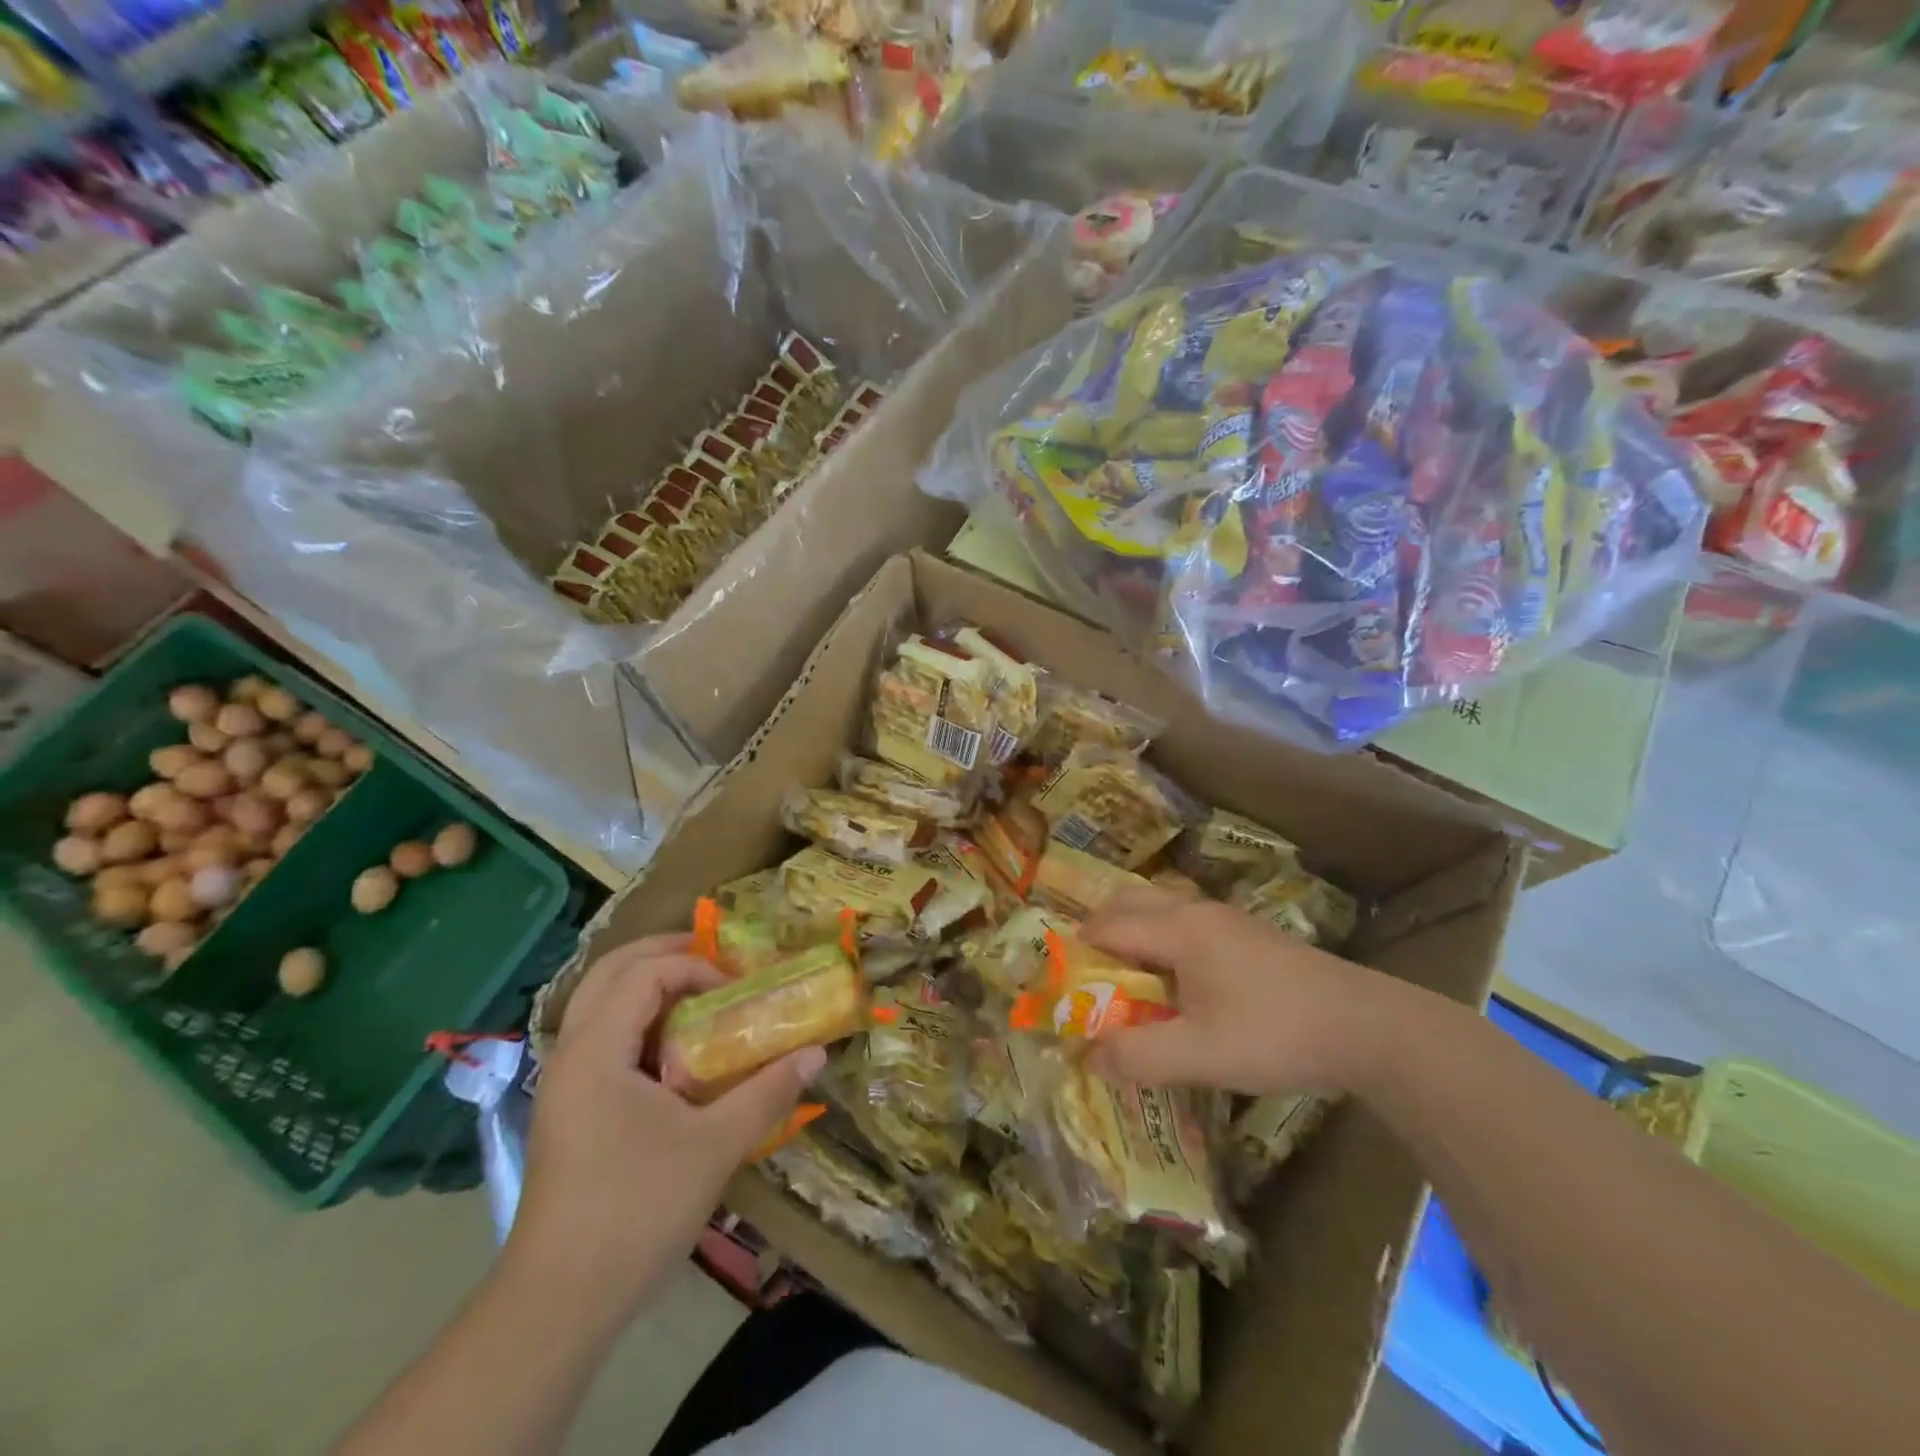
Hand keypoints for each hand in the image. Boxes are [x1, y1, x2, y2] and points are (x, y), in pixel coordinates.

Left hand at [505, 934, 824, 1323]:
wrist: (558, 1305)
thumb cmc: (637, 1211)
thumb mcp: (716, 1146)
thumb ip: (768, 1092)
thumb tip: (817, 1053)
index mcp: (597, 1050)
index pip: (645, 973)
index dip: (696, 968)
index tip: (737, 993)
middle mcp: (571, 1053)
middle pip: (610, 971)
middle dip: (664, 954)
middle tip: (715, 961)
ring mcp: (563, 1083)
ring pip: (599, 1003)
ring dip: (647, 985)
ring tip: (699, 995)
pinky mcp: (567, 1109)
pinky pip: (600, 1036)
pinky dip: (637, 1020)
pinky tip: (674, 1051)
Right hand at [1080, 886, 1401, 1096]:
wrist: (1366, 1026)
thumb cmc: (1275, 1034)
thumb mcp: (1200, 1055)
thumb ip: (1138, 1055)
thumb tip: (1089, 1055)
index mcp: (1178, 929)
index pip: (1107, 927)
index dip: (1077, 954)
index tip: (1063, 987)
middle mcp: (1195, 911)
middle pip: (1127, 903)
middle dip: (1099, 935)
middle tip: (1090, 981)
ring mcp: (1225, 918)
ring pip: (1158, 909)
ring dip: (1132, 936)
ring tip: (1128, 985)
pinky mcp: (1246, 934)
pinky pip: (1183, 923)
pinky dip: (1160, 942)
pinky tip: (1176, 986)